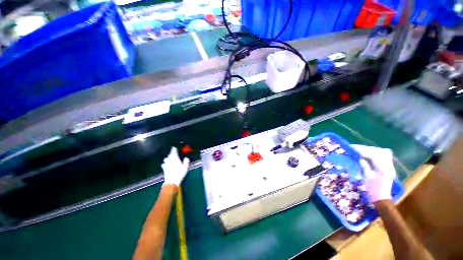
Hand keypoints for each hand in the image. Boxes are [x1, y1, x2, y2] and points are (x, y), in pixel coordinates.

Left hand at [161, 147, 189, 186]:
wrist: (171, 181)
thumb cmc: (179, 173)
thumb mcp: (185, 167)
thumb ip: (186, 162)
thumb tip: (186, 158)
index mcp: (175, 159)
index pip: (174, 152)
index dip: (174, 149)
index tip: (174, 147)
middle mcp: (170, 160)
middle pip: (169, 155)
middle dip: (171, 153)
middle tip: (173, 152)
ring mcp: (166, 164)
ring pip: (166, 159)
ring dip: (168, 158)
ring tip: (170, 158)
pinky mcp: (164, 168)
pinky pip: (164, 164)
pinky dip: (165, 163)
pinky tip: (165, 164)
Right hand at [352, 145, 395, 202]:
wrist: (381, 197)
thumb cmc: (373, 188)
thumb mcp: (367, 177)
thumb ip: (365, 166)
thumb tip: (360, 158)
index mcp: (383, 168)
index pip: (373, 155)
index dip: (363, 151)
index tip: (354, 149)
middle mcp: (388, 165)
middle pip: (379, 152)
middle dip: (367, 149)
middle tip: (357, 148)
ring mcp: (389, 166)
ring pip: (382, 153)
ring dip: (371, 151)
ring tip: (362, 150)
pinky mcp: (388, 168)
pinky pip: (383, 157)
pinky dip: (375, 155)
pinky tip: (369, 155)